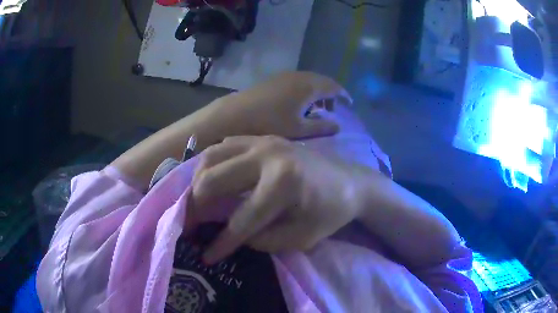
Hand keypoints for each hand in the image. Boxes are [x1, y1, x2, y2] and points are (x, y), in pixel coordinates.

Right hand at [190, 135, 366, 263]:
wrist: (351, 182)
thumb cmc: (330, 212)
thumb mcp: (300, 238)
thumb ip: (263, 240)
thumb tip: (233, 234)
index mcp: (283, 183)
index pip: (241, 220)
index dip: (221, 243)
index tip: (206, 257)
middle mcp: (267, 156)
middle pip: (214, 181)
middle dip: (196, 208)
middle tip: (190, 225)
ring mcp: (263, 141)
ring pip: (211, 158)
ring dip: (198, 182)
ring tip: (197, 203)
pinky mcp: (262, 138)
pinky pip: (224, 146)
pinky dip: (211, 164)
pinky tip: (211, 178)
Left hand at [208, 71, 351, 138]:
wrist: (235, 114)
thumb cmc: (270, 123)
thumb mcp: (300, 129)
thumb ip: (322, 127)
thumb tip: (339, 125)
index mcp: (309, 86)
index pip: (333, 87)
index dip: (343, 95)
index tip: (349, 104)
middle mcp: (299, 76)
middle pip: (321, 81)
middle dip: (330, 94)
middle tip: (332, 109)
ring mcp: (285, 76)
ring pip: (308, 81)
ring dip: (316, 93)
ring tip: (316, 109)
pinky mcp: (274, 79)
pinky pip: (297, 82)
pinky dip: (304, 91)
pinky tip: (298, 105)